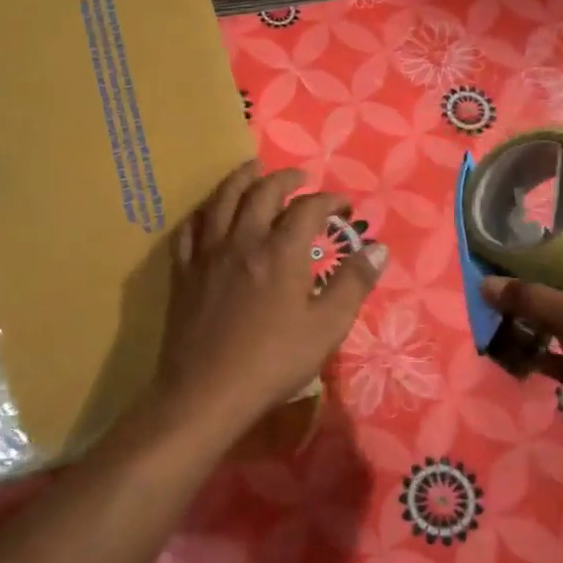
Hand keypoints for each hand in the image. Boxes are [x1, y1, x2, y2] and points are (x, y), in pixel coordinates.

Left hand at [147, 160, 385, 440]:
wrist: (207, 392)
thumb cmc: (274, 361)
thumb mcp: (327, 327)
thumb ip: (353, 283)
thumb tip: (378, 248)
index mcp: (281, 252)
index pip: (308, 209)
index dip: (329, 200)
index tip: (344, 205)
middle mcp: (242, 241)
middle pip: (262, 193)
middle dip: (285, 180)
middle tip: (300, 179)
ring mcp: (208, 254)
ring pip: (222, 200)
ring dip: (241, 179)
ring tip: (252, 170)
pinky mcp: (183, 273)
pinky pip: (190, 229)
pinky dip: (204, 212)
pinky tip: (209, 213)